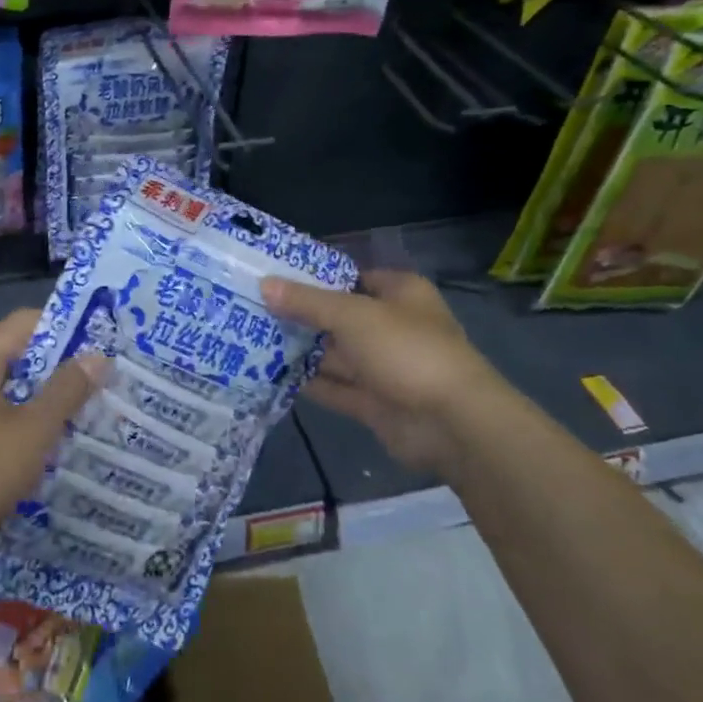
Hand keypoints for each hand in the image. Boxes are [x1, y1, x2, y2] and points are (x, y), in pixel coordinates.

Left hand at [0, 309, 100, 581]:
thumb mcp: (30, 434)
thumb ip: (65, 393)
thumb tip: (97, 356)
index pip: (24, 322)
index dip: (65, 327)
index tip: (101, 344)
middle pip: (18, 356)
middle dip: (60, 368)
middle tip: (102, 383)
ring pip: (9, 392)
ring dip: (44, 401)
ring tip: (86, 415)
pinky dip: (23, 425)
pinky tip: (49, 447)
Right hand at [261, 270, 506, 472]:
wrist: (452, 424)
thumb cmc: (406, 350)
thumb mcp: (352, 316)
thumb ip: (307, 302)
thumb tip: (264, 284)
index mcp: (399, 294)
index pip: (350, 277)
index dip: (314, 277)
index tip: (272, 278)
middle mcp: (391, 326)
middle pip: (338, 316)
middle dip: (300, 316)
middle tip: (251, 309)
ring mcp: (384, 367)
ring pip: (335, 354)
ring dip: (301, 350)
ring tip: (250, 340)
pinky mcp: (374, 402)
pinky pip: (335, 387)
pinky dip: (309, 382)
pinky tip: (271, 374)